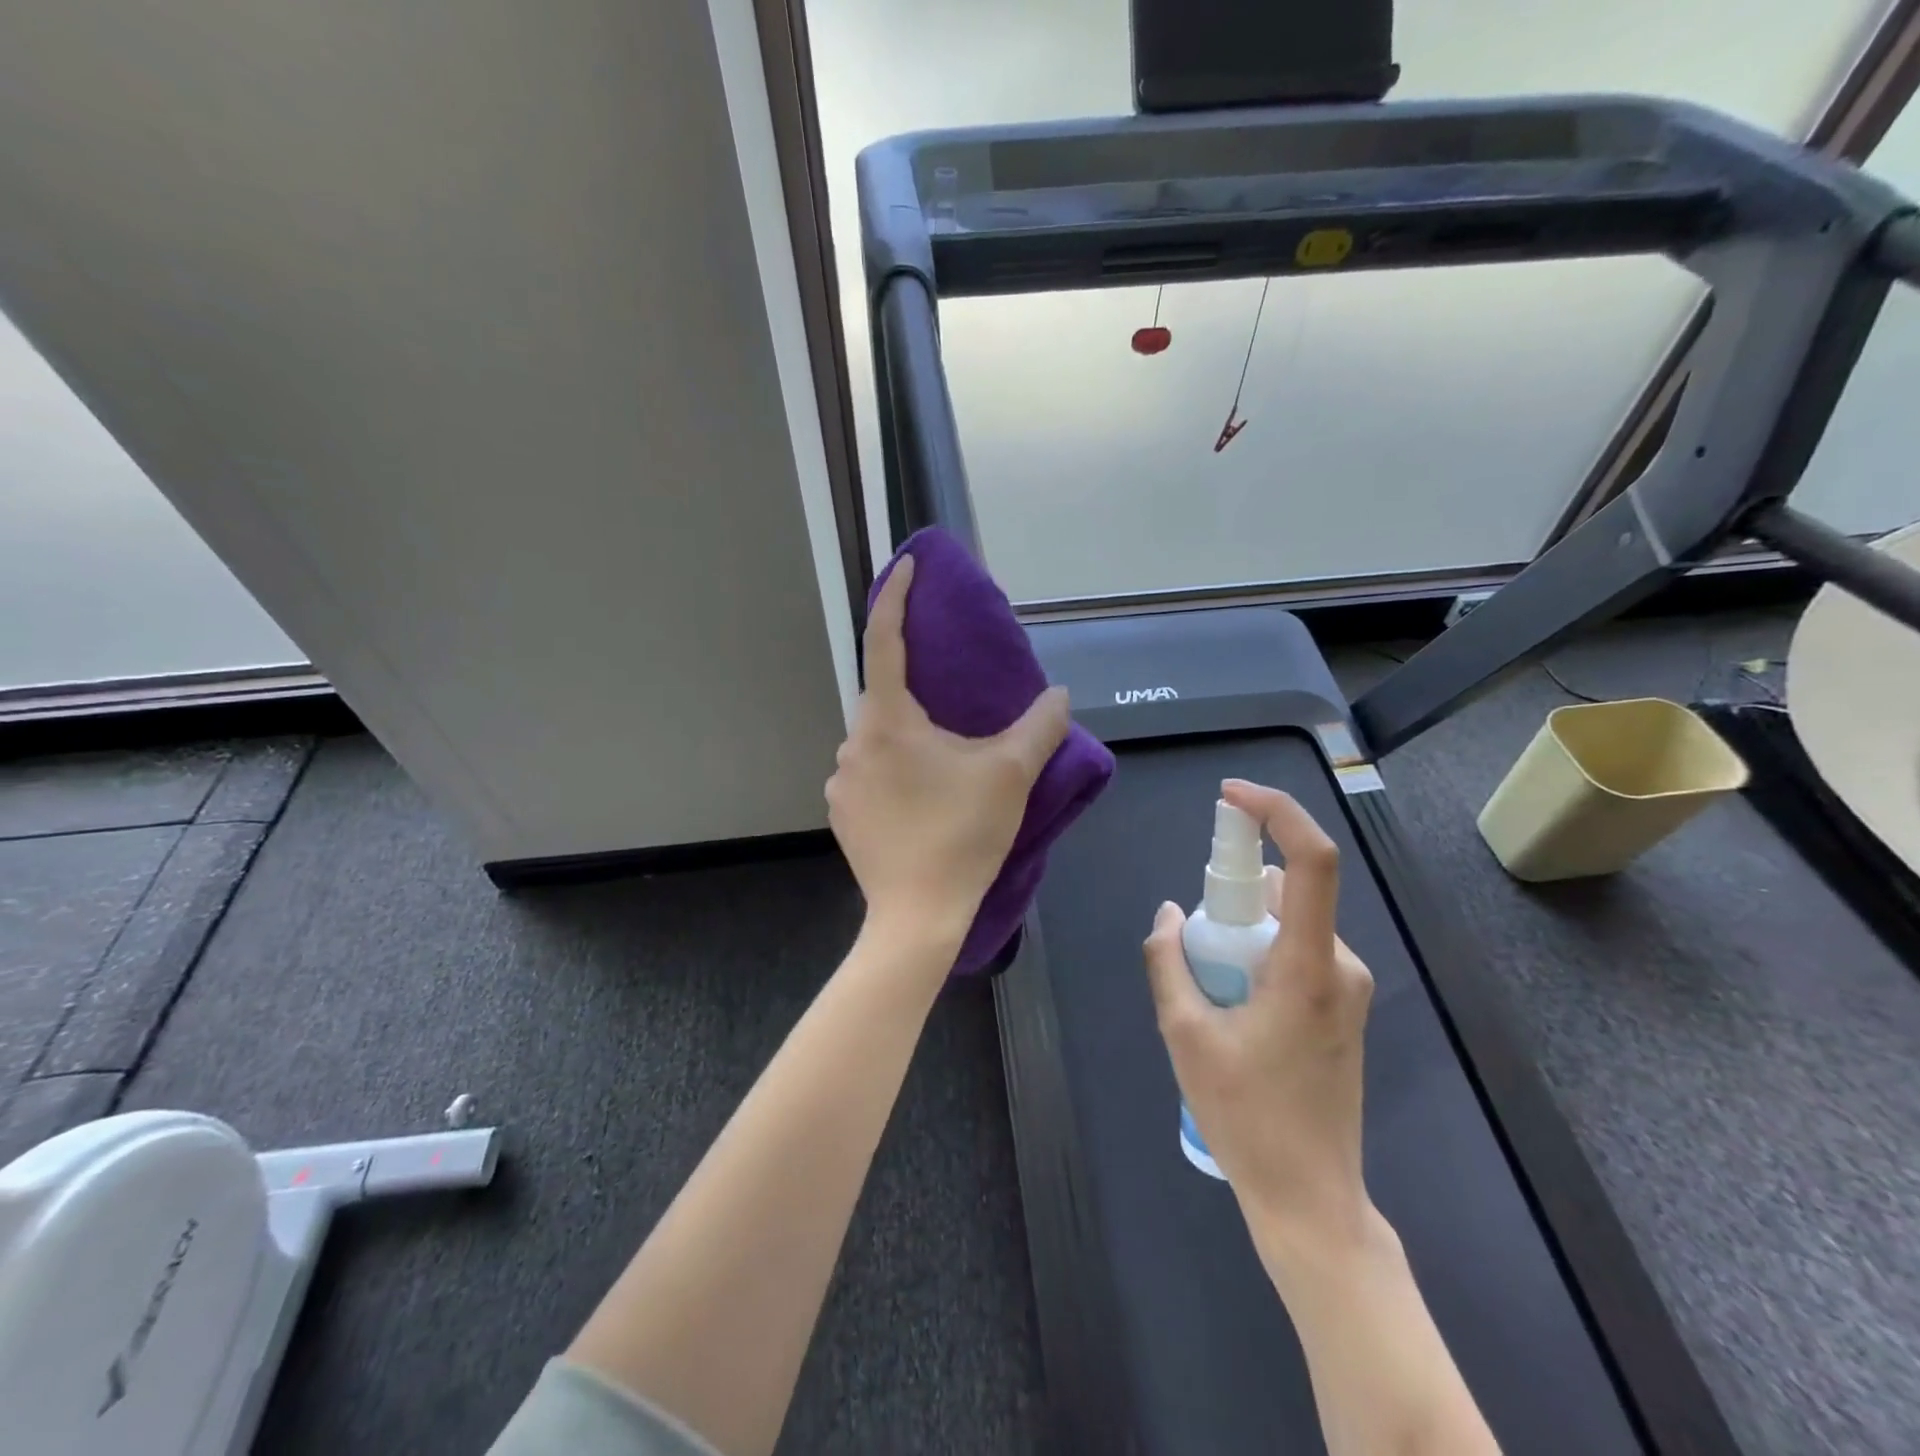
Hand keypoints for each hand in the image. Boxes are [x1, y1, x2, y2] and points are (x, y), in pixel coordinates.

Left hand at [827, 555, 1071, 946]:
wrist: (918, 916)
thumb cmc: (962, 835)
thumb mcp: (1011, 774)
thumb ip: (1039, 725)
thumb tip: (1058, 693)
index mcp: (888, 721)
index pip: (883, 640)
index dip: (895, 598)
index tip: (908, 567)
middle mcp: (853, 743)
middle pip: (884, 696)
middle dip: (917, 690)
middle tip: (955, 703)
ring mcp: (841, 781)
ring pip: (877, 739)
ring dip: (908, 736)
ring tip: (946, 760)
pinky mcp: (841, 813)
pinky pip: (868, 773)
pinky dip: (894, 769)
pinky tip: (923, 796)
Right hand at [1142, 780, 1376, 1262]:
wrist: (1311, 1199)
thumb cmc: (1246, 1117)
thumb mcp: (1185, 1035)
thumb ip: (1170, 961)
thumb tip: (1170, 914)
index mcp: (1308, 966)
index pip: (1311, 861)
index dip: (1276, 812)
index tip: (1230, 797)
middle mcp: (1340, 965)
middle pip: (1286, 891)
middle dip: (1232, 894)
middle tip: (1193, 941)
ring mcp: (1347, 987)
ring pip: (1287, 922)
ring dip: (1241, 929)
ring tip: (1207, 987)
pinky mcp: (1343, 1005)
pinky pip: (1295, 948)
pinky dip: (1257, 951)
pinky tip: (1230, 1003)